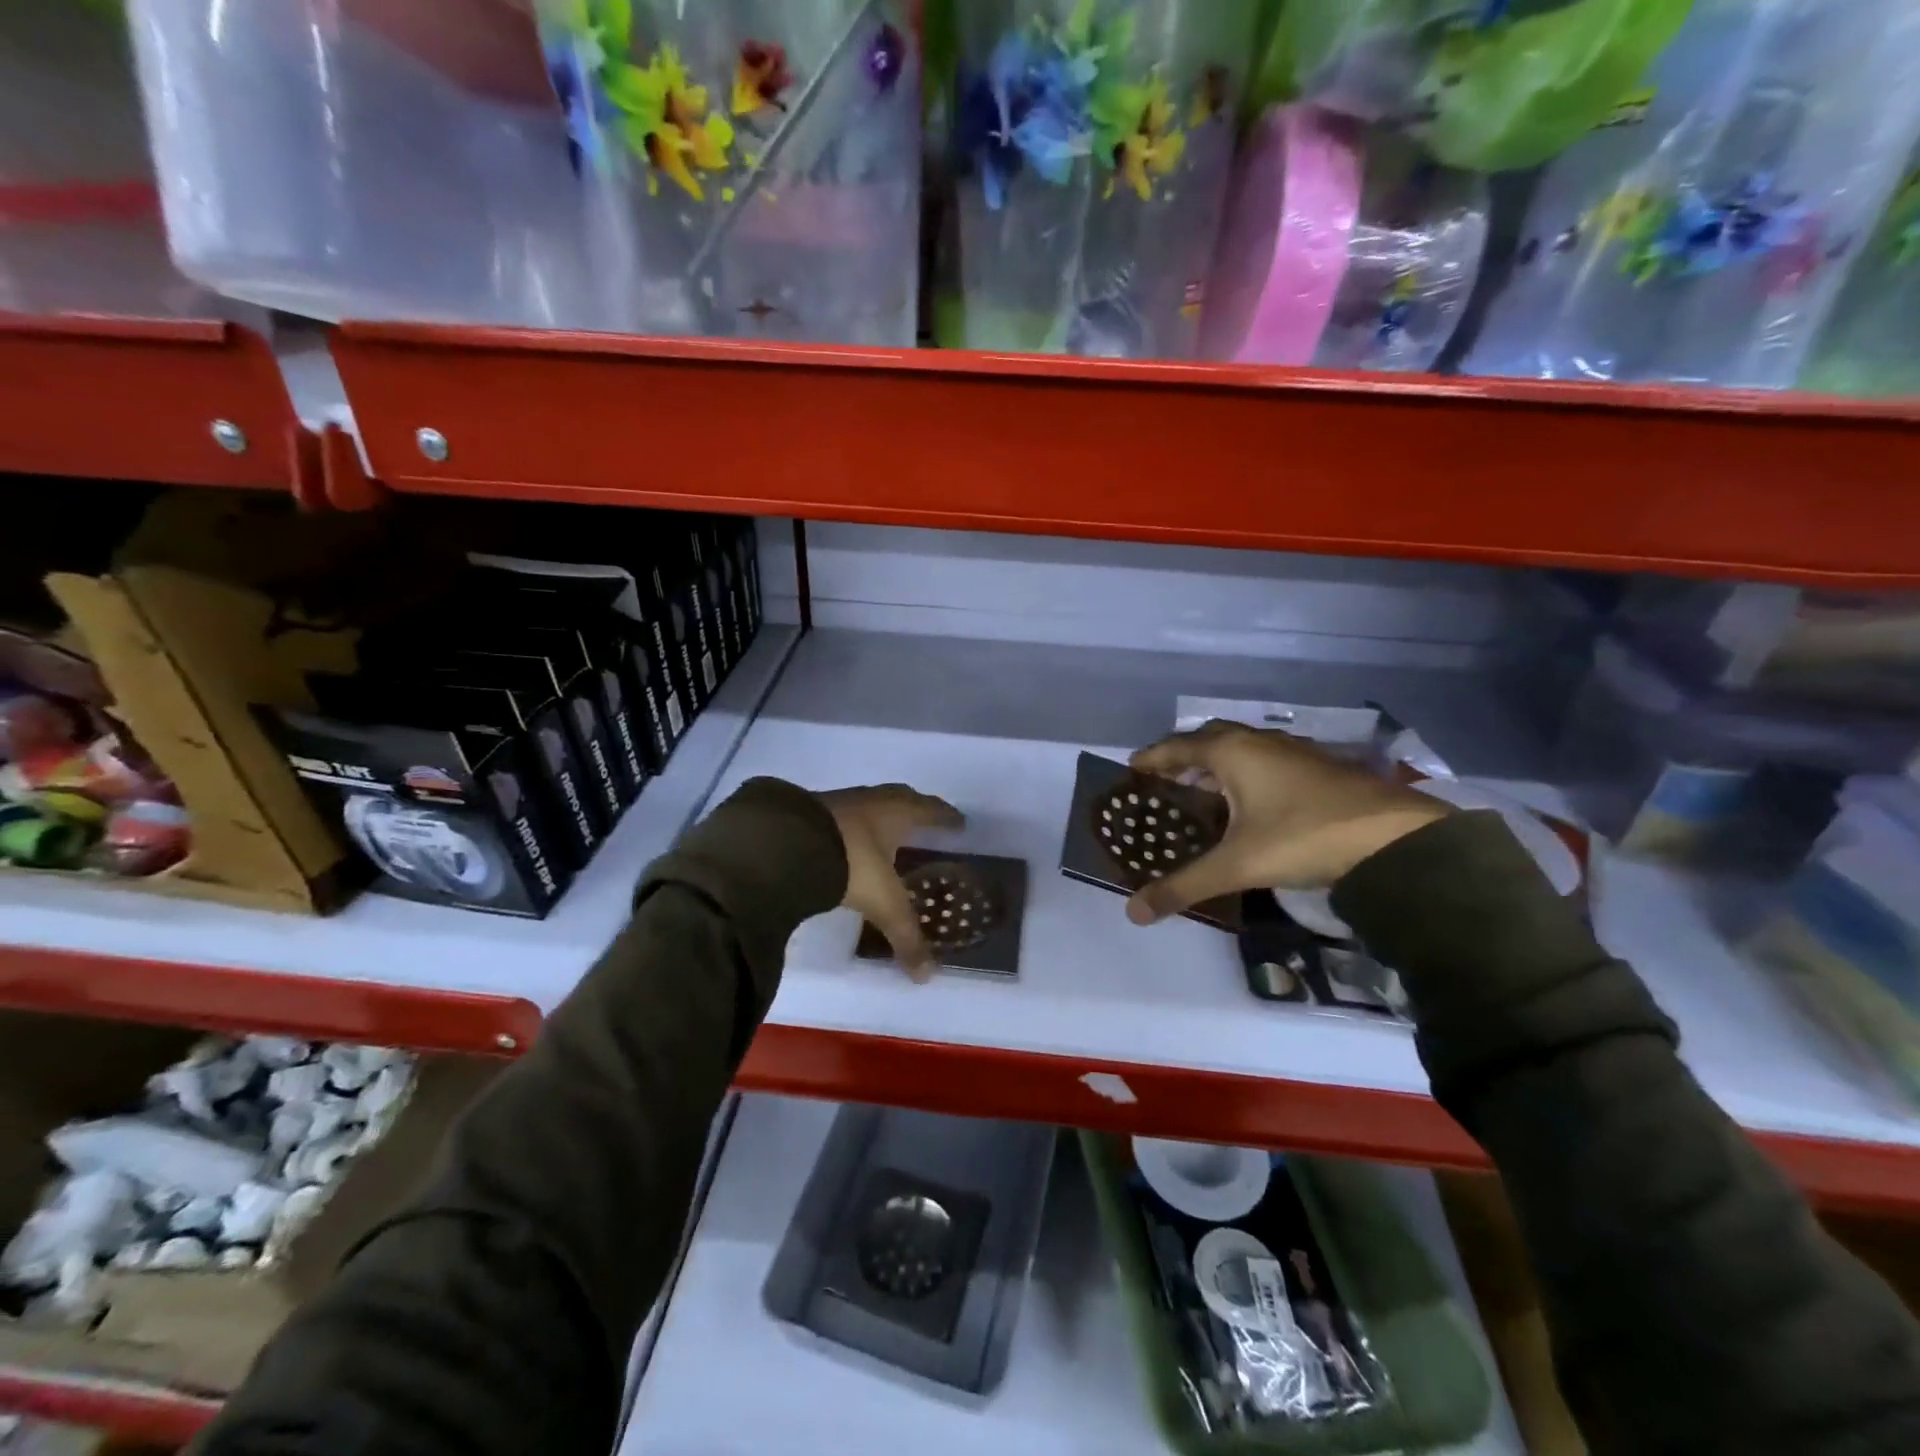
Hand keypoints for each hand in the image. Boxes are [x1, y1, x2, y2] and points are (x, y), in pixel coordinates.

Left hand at [818, 784, 965, 980]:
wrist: (786, 844)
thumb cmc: (851, 862)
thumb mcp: (883, 903)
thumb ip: (905, 935)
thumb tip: (926, 975)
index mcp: (897, 812)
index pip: (930, 810)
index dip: (945, 817)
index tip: (958, 822)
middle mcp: (871, 801)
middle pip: (901, 798)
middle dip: (915, 810)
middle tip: (925, 824)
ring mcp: (837, 803)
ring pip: (868, 805)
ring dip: (879, 817)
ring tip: (886, 835)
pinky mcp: (808, 812)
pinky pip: (840, 816)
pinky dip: (850, 827)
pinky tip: (847, 843)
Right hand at [1124, 721, 1448, 925]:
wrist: (1395, 837)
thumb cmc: (1304, 837)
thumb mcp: (1238, 864)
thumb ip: (1184, 886)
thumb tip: (1133, 913)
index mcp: (1232, 752)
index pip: (1177, 746)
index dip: (1152, 757)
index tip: (1131, 769)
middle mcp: (1259, 742)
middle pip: (1209, 739)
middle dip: (1183, 757)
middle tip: (1164, 782)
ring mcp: (1292, 752)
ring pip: (1241, 749)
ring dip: (1216, 765)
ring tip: (1199, 793)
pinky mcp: (1317, 767)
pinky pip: (1264, 761)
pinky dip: (1244, 774)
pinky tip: (1248, 804)